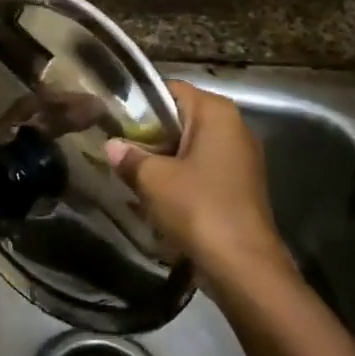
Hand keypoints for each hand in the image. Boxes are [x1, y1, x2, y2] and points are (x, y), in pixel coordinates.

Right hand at [105, 82, 290, 286]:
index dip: (140, 103)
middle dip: (150, 135)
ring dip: (163, 160)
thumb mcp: (153, 179)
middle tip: (118, 150)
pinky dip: (180, 179)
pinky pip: (202, 171)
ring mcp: (241, 158)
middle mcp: (234, 127)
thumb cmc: (197, 208)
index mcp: (217, 113)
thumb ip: (129, 157)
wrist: (243, 265)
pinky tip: (156, 198)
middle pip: (181, 118)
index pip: (171, 90)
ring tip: (131, 175)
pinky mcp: (240, 186)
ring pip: (191, 147)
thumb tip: (111, 146)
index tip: (114, 120)